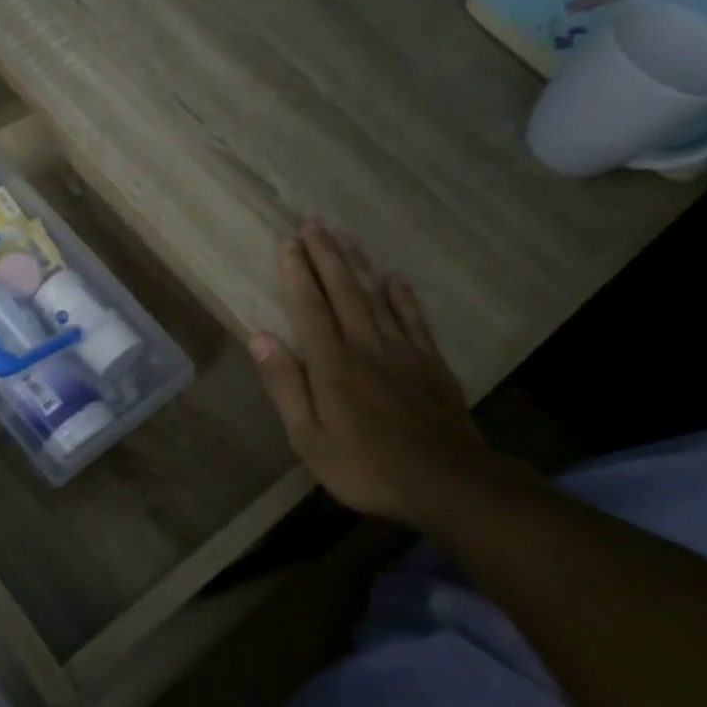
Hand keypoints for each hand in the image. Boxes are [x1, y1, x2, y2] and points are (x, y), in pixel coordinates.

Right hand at [248, 220, 523, 526]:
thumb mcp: (309, 437)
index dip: (298, 273)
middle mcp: (366, 346)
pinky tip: (396, 280)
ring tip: (346, 237)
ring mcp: (403, 352)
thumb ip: (285, 385)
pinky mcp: (431, 364)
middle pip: (343, 291)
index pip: (310, 307)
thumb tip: (259, 338)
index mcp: (332, 364)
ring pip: (377, 297)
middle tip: (314, 223)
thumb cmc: (365, 466)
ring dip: (360, 265)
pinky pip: (414, 320)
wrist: (447, 483)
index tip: (289, 242)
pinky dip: (403, 297)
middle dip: (327, 256)